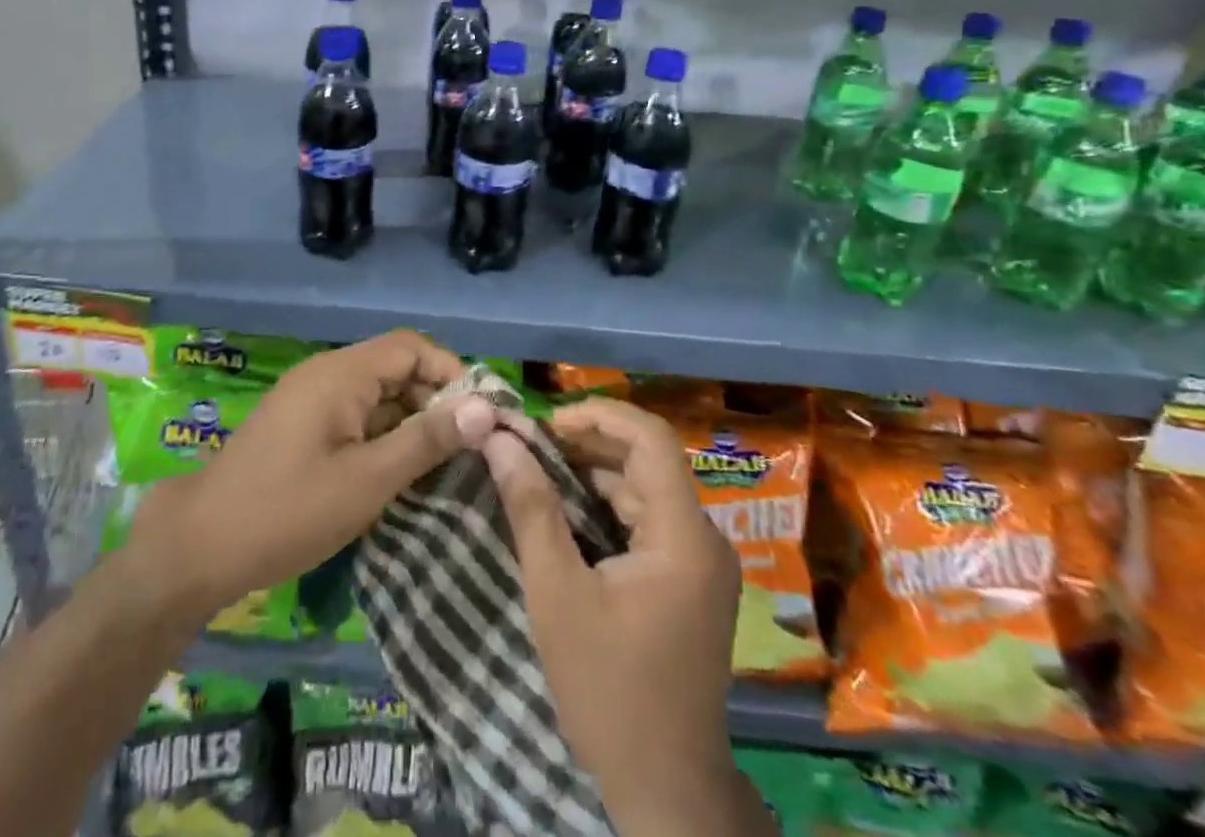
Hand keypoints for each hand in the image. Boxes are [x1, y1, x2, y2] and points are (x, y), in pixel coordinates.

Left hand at [127, 331, 496, 625]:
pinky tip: (399, 473)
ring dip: (409, 421)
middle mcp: (327, 373)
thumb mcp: (367, 480)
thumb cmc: (287, 512)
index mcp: (341, 373)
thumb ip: (425, 440)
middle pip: (395, 368)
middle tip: (467, 448)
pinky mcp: (301, 424)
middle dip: (434, 401)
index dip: (450, 372)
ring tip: (442, 465)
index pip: (411, 347)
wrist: (198, 547)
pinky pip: (355, 414)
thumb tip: (484, 408)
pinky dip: (382, 435)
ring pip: (376, 394)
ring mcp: (310, 398)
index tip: (479, 416)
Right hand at [483, 398, 754, 835]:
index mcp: (684, 535)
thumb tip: (501, 439)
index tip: (546, 421)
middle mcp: (703, 537)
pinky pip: (648, 520)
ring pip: (645, 488)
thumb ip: (531, 508)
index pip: (651, 438)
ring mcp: (700, 561)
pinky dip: (607, 505)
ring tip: (538, 467)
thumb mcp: (557, 594)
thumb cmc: (608, 689)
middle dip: (588, 442)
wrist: (664, 788)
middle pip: (648, 461)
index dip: (599, 414)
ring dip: (594, 472)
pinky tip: (565, 509)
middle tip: (530, 442)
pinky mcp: (689, 582)